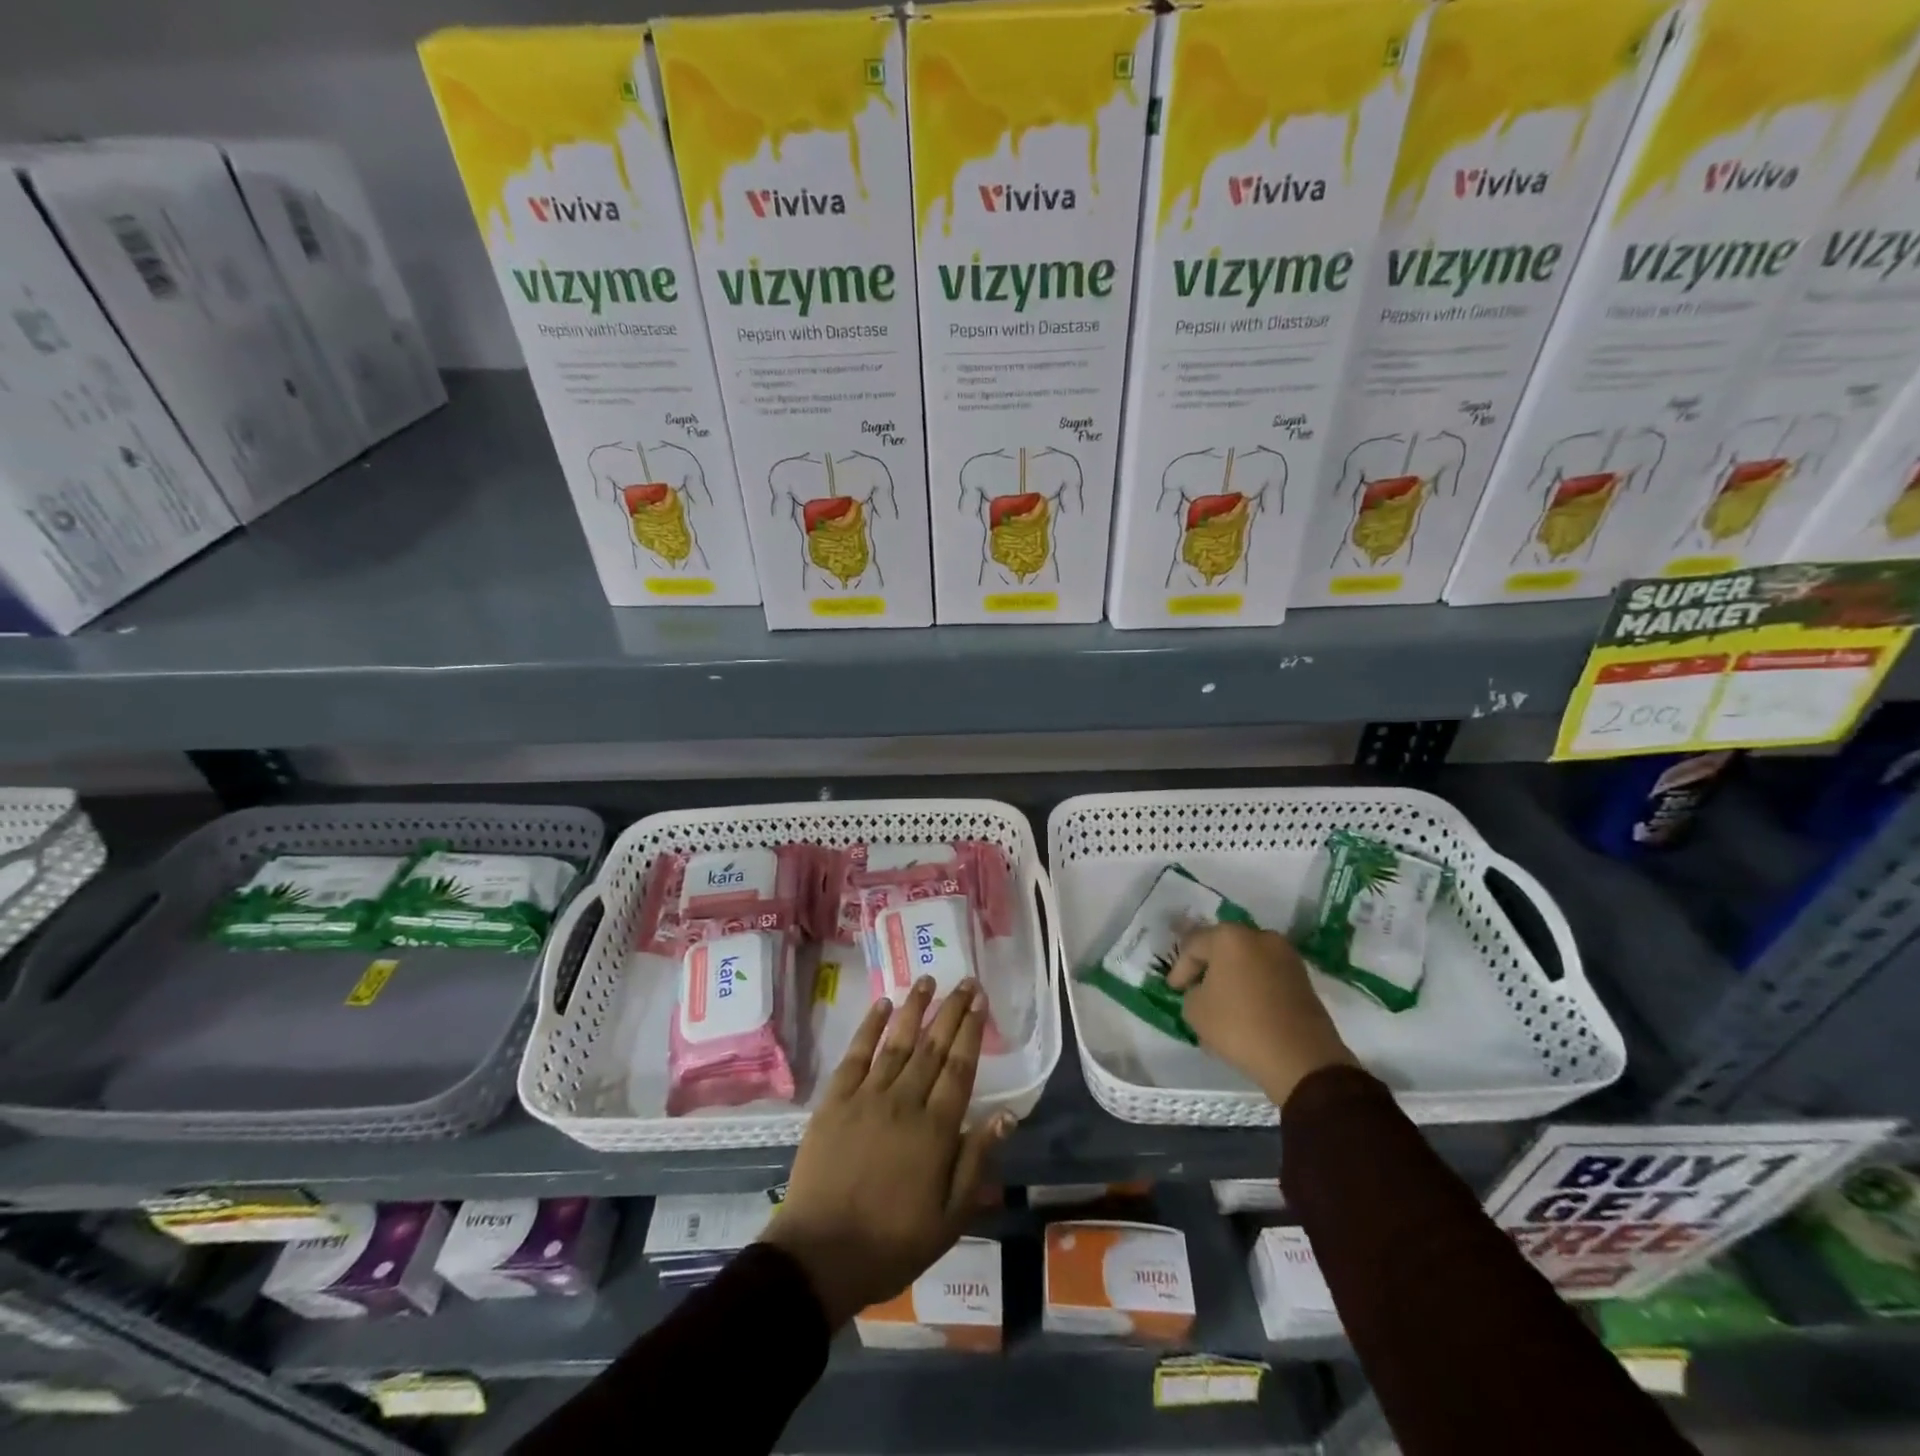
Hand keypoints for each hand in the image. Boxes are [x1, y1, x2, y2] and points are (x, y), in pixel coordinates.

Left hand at [762, 977, 1013, 1327]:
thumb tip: (1006, 1115)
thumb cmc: (892, 1243)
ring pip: (897, 1042)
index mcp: (935, 1130)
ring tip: (927, 980)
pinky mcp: (835, 1101)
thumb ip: (976, 1161)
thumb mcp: (949, 1218)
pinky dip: (870, 1027)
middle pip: (932, 1046)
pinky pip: (856, 1054)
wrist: (821, 1255)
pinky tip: (882, 1005)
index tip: (980, 1002)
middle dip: (951, 1010)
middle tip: (965, 981)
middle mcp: (904, 1102)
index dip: (972, 1031)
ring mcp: (866, 1097)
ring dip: (914, 1008)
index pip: (960, 1068)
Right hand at [1168, 923, 1356, 1105]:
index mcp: (1229, 937)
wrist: (1302, 1059)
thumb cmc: (1240, 1027)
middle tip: (1194, 988)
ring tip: (1221, 1002)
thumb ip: (1191, 992)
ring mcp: (1286, 955)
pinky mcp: (1303, 977)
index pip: (1193, 945)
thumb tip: (1203, 991)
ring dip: (1232, 977)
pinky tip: (1245, 1009)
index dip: (1180, 968)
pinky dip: (1253, 987)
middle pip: (1223, 947)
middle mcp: (1260, 936)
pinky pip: (1267, 975)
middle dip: (1207, 967)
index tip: (1173, 989)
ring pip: (1247, 961)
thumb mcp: (1196, 1011)